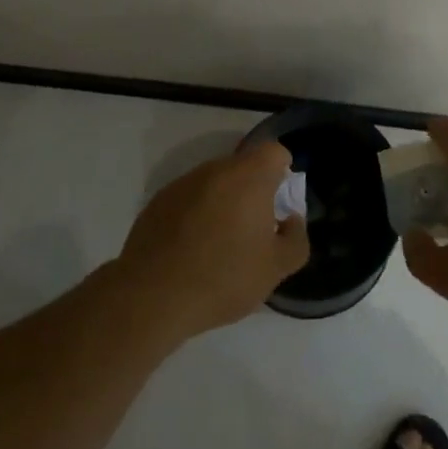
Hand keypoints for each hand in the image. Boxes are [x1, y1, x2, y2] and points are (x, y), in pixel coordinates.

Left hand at [115, 141, 309, 340]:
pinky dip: (195, 215)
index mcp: (249, 176)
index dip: (282, 173)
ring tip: (219, 244)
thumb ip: (296, 239)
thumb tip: (291, 220)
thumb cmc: (223, 277)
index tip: (279, 204)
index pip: (274, 152)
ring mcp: (183, 183)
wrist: (151, 297)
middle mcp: (216, 169)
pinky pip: (189, 200)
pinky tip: (191, 251)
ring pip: (215, 183)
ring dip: (223, 203)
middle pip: (243, 167)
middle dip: (252, 191)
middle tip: (253, 230)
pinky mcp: (158, 202)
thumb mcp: (275, 269)